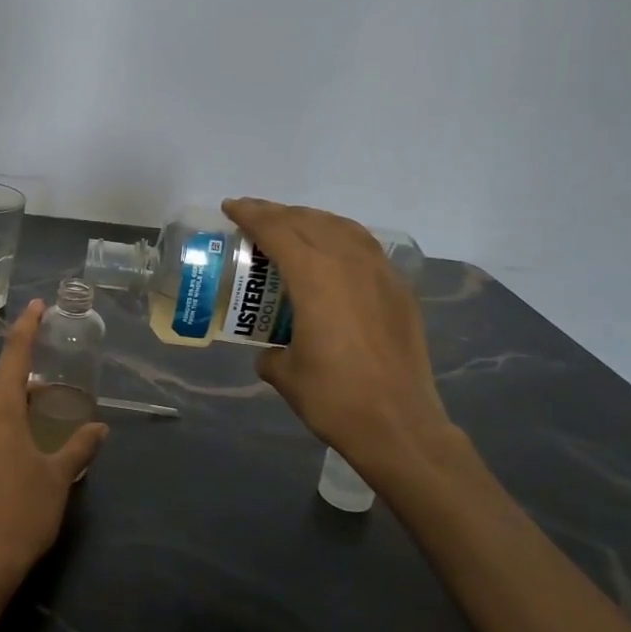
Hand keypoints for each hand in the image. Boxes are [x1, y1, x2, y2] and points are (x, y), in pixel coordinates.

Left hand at [0, 301, 109, 598]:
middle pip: (0, 388)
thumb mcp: (59, 478)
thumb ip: (80, 446)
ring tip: (38, 431)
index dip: (27, 329)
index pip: (14, 357)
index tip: (36, 306)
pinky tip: (14, 461)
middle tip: (52, 397)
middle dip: (25, 386)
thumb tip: (99, 427)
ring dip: (10, 412)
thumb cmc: (22, 514)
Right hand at [222, 198, 460, 492]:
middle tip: (253, 215)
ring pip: (342, 228)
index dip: (251, 215)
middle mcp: (350, 264)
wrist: (398, 424)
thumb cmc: (333, 397)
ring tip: (291, 226)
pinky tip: (333, 251)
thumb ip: (271, 351)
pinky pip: (365, 247)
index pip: (278, 231)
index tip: (231, 207)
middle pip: (309, 222)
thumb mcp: (285, 374)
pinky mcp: (399, 291)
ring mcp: (380, 275)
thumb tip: (271, 350)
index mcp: (316, 277)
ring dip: (312, 220)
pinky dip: (341, 237)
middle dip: (277, 213)